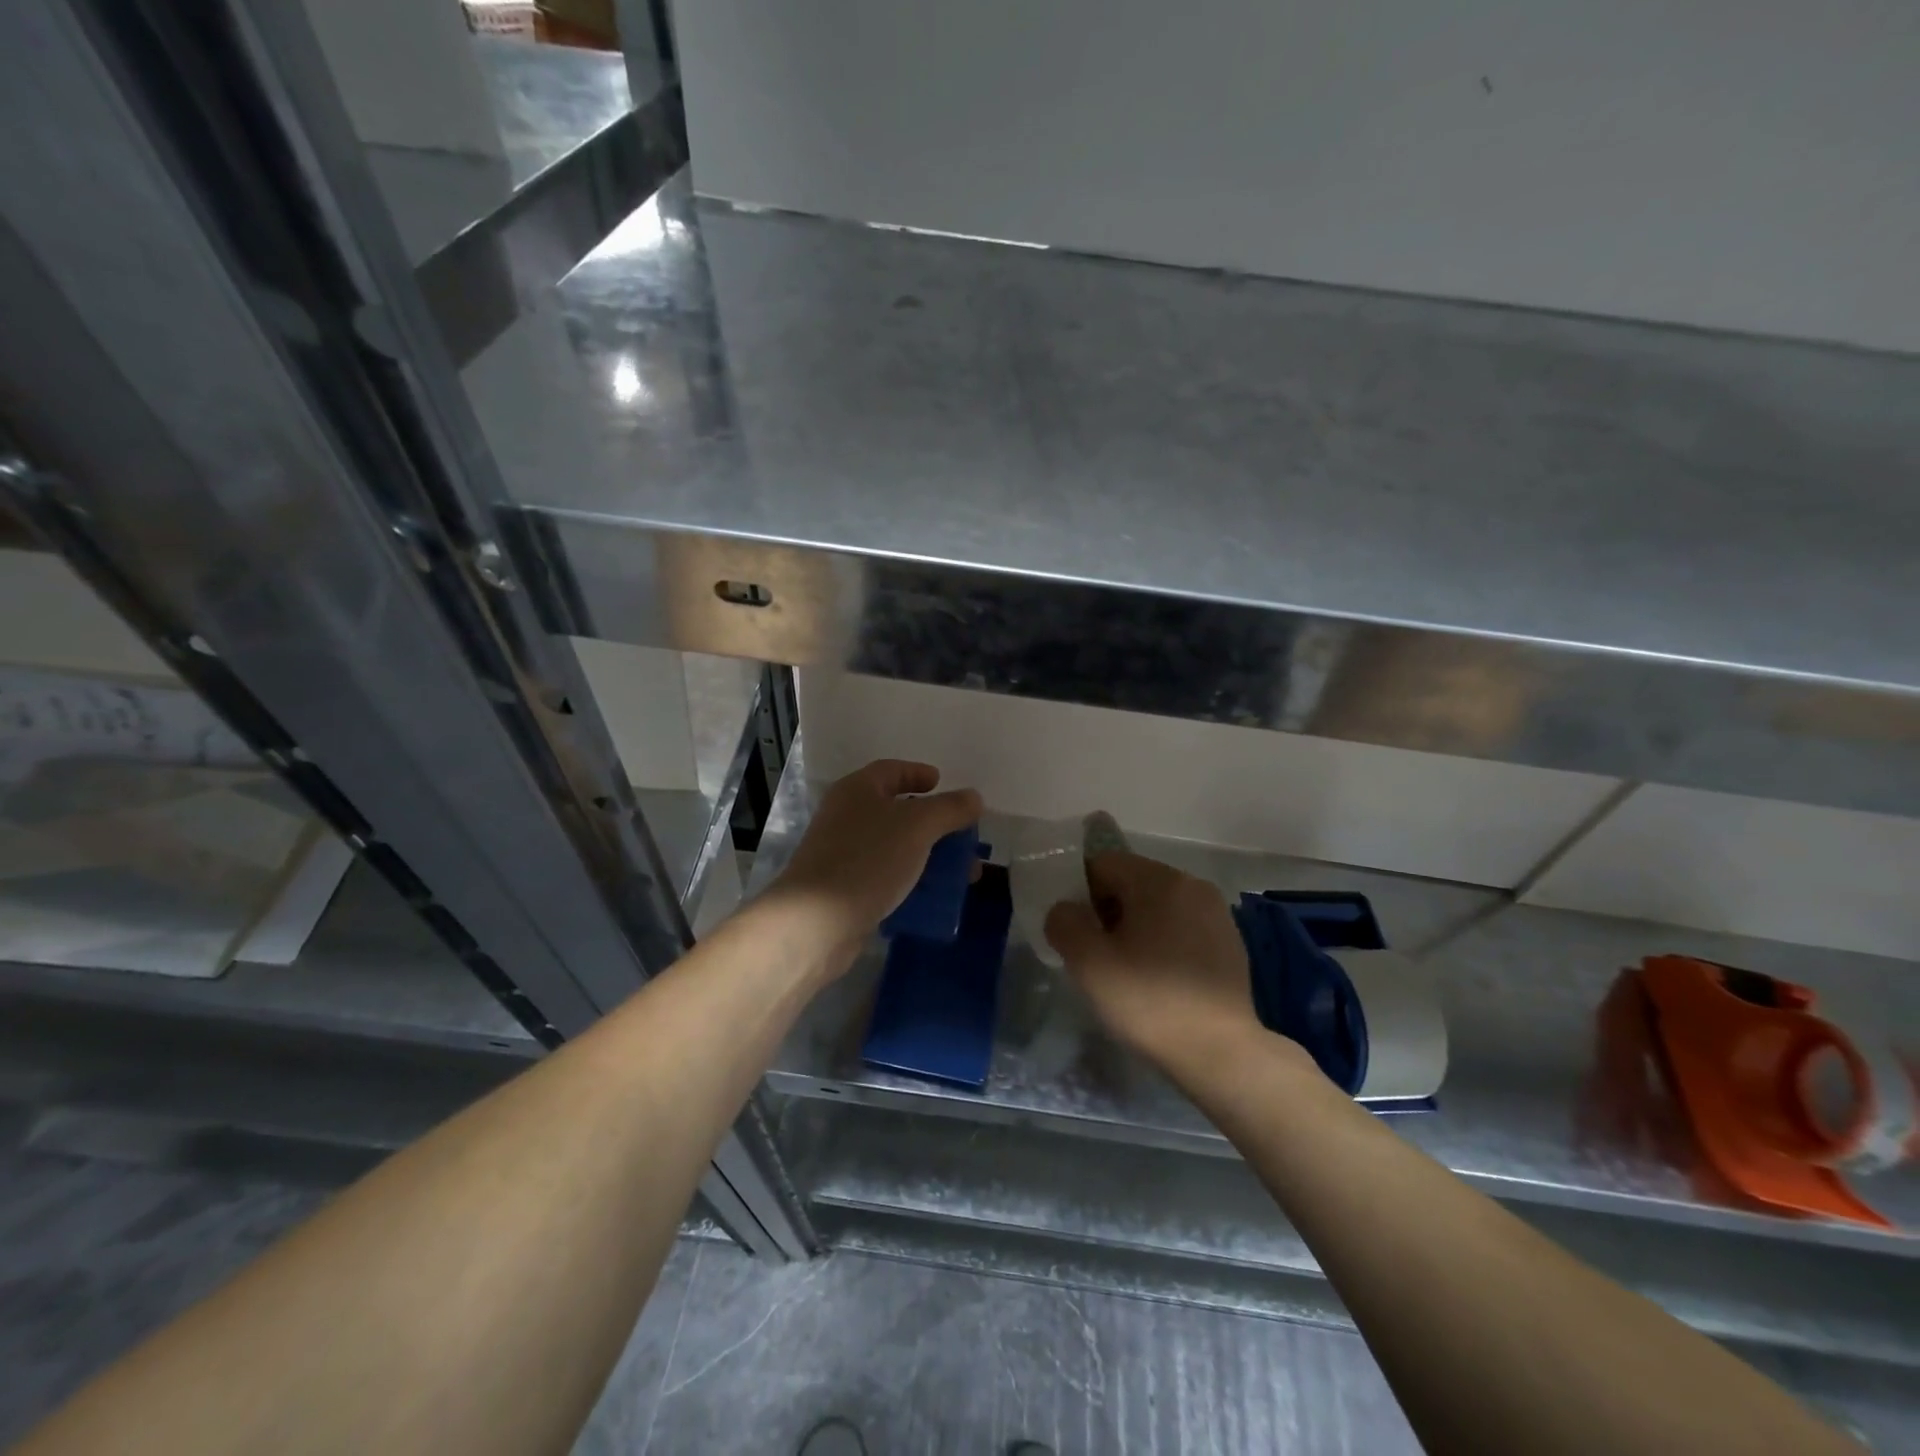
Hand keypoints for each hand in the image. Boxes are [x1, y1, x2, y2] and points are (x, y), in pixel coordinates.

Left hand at [771, 759, 982, 951]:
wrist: (816, 922)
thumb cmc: (868, 860)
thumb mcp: (917, 826)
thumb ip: (949, 809)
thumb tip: (974, 797)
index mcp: (858, 790)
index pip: (891, 770)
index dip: (918, 773)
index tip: (942, 783)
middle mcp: (847, 817)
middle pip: (897, 811)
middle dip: (935, 824)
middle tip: (964, 837)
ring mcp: (843, 854)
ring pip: (895, 848)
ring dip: (929, 857)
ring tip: (962, 874)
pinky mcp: (845, 889)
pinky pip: (886, 877)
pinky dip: (911, 883)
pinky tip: (933, 898)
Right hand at [1044, 850, 1263, 1074]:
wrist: (1220, 1053)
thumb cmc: (1149, 1000)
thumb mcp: (1088, 962)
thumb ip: (1064, 922)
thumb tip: (1065, 911)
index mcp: (1159, 879)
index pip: (1102, 863)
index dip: (1080, 894)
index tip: (1079, 934)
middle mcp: (1192, 884)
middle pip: (1131, 882)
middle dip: (1108, 911)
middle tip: (1100, 956)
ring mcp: (1216, 913)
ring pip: (1157, 906)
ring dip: (1136, 928)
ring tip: (1129, 972)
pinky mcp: (1230, 942)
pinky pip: (1182, 928)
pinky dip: (1164, 944)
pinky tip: (1161, 982)